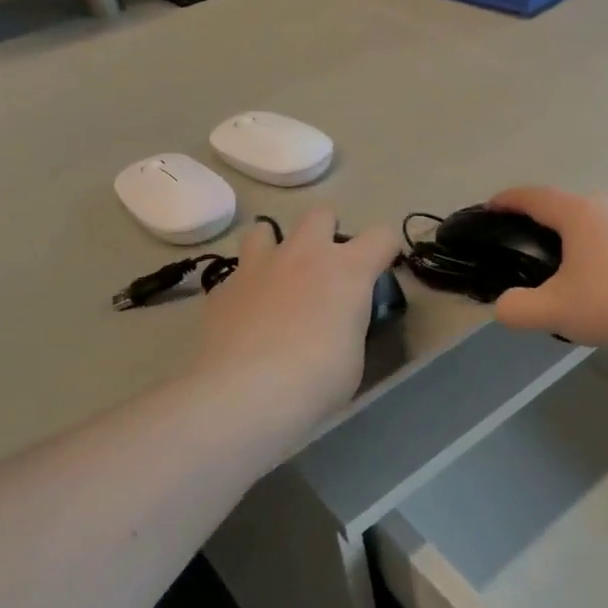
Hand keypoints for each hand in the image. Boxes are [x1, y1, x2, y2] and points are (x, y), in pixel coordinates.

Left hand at [192, 210, 400, 420]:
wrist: (246, 393)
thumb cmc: (317, 379)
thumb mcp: (353, 356)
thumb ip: (348, 326)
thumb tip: (336, 325)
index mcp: (347, 270)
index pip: (382, 236)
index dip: (385, 250)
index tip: (380, 270)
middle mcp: (304, 254)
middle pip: (321, 214)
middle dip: (326, 233)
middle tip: (323, 270)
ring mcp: (258, 266)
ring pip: (264, 229)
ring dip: (275, 248)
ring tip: (275, 279)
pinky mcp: (222, 288)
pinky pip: (236, 274)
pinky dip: (245, 289)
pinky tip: (244, 317)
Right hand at [488, 187, 607, 349]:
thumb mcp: (554, 311)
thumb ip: (517, 309)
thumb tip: (504, 306)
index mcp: (579, 213)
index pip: (534, 197)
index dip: (508, 200)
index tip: (490, 207)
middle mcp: (607, 206)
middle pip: (564, 206)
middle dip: (540, 219)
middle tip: (523, 243)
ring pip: (592, 220)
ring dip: (571, 235)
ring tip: (560, 263)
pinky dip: (596, 247)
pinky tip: (598, 277)